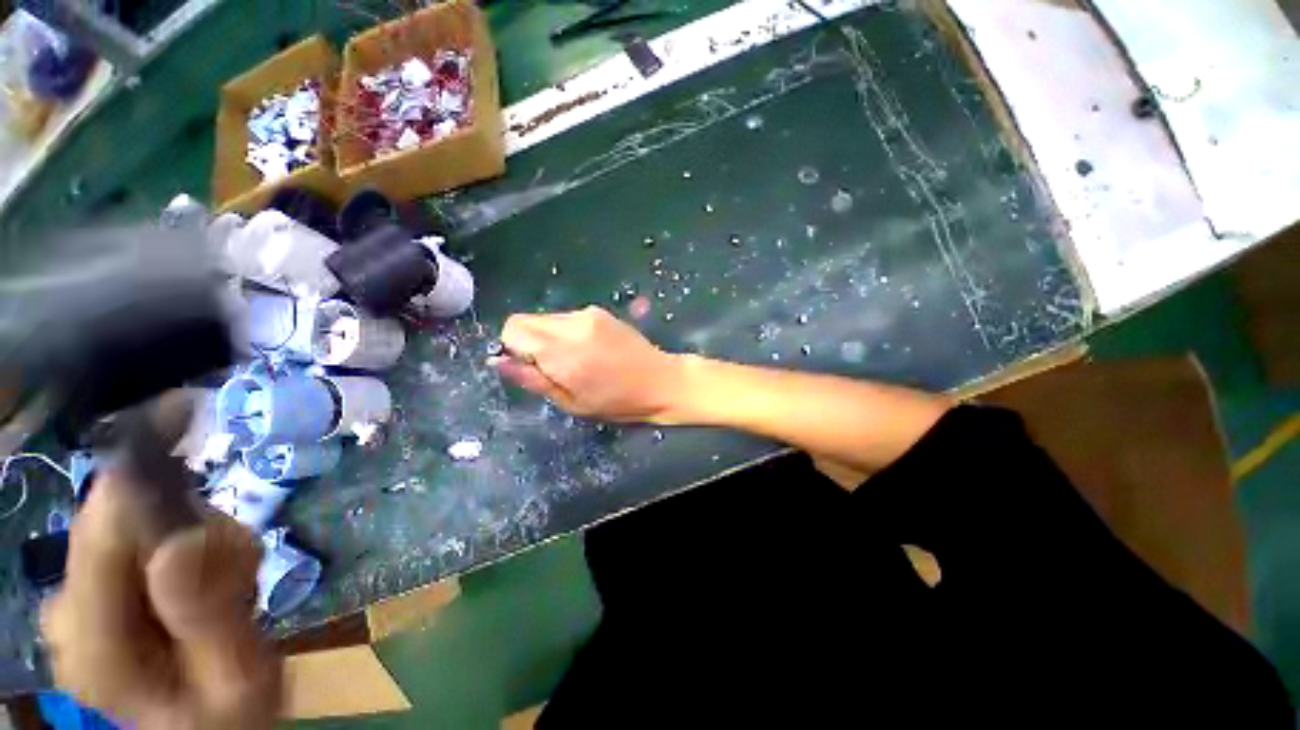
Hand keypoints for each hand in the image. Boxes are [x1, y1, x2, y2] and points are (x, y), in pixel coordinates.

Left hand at [42, 468, 280, 728]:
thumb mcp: (240, 673)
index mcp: (91, 644)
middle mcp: (65, 612)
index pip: (104, 532)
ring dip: (197, 539)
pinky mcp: (93, 589)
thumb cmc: (228, 712)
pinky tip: (208, 583)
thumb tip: (183, 539)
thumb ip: (208, 614)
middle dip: (191, 531)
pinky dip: (188, 546)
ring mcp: (74, 599)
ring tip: (229, 587)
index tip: (226, 524)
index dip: (161, 501)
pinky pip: (141, 535)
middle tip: (240, 575)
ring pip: (134, 522)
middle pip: (119, 522)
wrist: (208, 727)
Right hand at [490, 306, 684, 422]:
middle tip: (554, 368)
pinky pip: (567, 318)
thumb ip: (531, 379)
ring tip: (576, 360)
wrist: (659, 381)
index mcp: (562, 351)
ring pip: (546, 318)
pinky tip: (589, 350)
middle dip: (529, 342)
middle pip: (526, 320)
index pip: (513, 329)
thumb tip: (497, 361)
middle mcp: (572, 324)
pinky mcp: (600, 311)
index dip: (513, 348)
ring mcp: (588, 314)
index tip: (531, 368)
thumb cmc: (615, 402)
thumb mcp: (570, 402)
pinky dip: (566, 332)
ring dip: (549, 337)